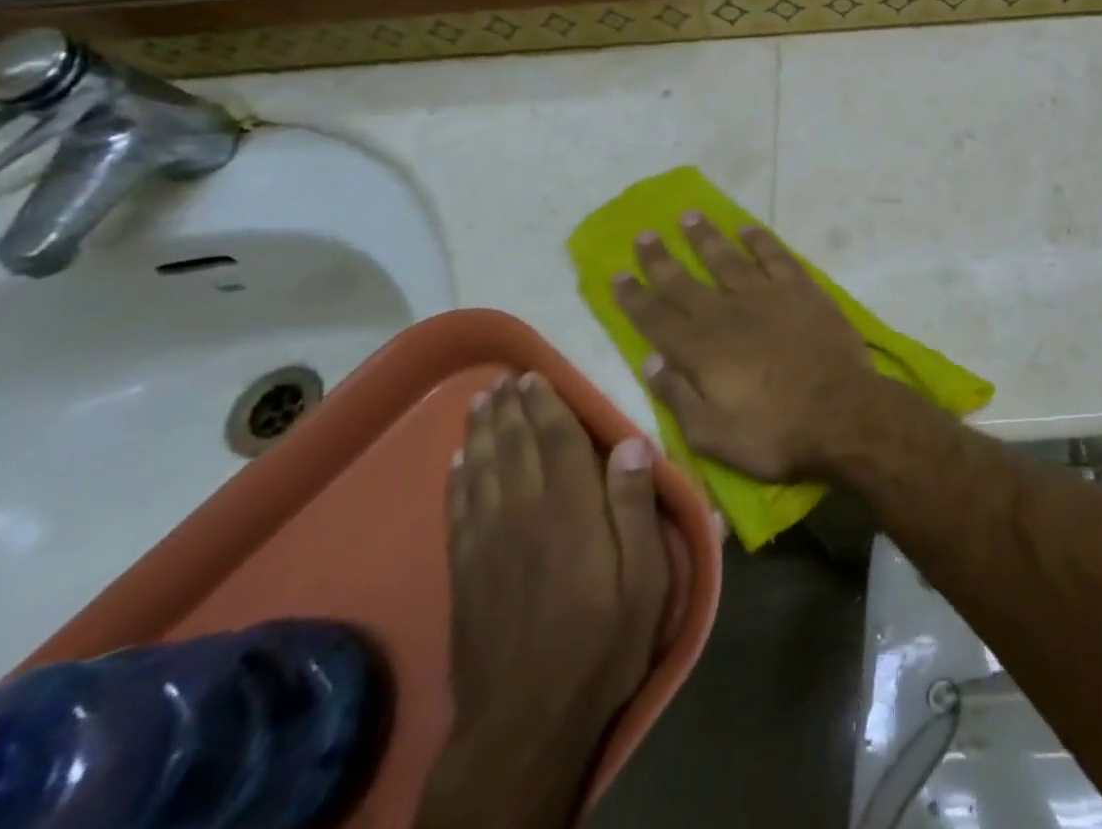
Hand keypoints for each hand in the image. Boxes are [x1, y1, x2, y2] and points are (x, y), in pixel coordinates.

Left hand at [417, 373, 667, 828]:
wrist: (526, 724)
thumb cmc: (602, 645)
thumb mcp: (645, 581)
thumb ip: (636, 508)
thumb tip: (631, 442)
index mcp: (571, 509)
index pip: (557, 440)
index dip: (546, 404)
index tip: (535, 376)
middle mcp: (524, 512)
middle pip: (514, 447)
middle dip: (509, 409)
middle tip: (504, 379)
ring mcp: (488, 543)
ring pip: (481, 470)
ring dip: (480, 433)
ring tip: (480, 403)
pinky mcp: (464, 573)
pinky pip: (457, 510)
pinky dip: (456, 480)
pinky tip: (456, 463)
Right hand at [612, 214, 884, 480]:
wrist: (841, 412)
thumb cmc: (774, 433)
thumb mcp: (711, 434)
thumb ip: (677, 395)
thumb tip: (649, 361)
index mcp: (700, 350)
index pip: (656, 317)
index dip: (634, 295)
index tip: (616, 272)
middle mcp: (726, 313)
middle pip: (684, 281)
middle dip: (660, 258)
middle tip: (643, 234)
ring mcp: (765, 296)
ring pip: (727, 258)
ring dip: (705, 237)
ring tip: (688, 215)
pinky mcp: (801, 289)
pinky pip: (775, 256)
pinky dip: (760, 239)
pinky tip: (747, 228)